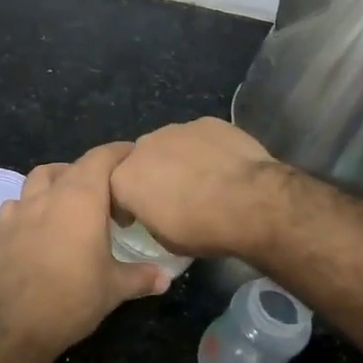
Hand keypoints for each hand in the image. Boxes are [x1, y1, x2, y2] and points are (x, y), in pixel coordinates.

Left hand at [0, 142, 169, 358]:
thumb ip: (142, 277)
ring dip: (59, 178)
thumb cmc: (73, 299)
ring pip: (41, 177)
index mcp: (82, 199)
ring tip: (73, 196)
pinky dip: (29, 203)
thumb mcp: (115, 288)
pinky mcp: (2, 229)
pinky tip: (38, 220)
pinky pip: (16, 203)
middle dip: (94, 169)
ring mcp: (22, 209)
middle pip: (74, 165)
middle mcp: (51, 195)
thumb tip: (166, 278)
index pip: (102, 157)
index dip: (119, 152)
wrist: (17, 325)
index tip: (134, 157)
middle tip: (111, 189)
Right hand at [109, 118, 284, 258]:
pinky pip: (199, 137)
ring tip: (202, 179)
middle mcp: (143, 147)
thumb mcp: (165, 240)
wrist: (248, 201)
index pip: (114, 190)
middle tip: (173, 196)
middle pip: (141, 161)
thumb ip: (151, 218)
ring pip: (169, 144)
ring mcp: (176, 130)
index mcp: (124, 179)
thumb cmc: (201, 228)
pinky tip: (223, 166)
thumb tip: (158, 212)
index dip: (126, 205)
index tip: (139, 218)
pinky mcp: (207, 122)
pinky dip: (206, 149)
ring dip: (178, 159)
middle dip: (151, 175)